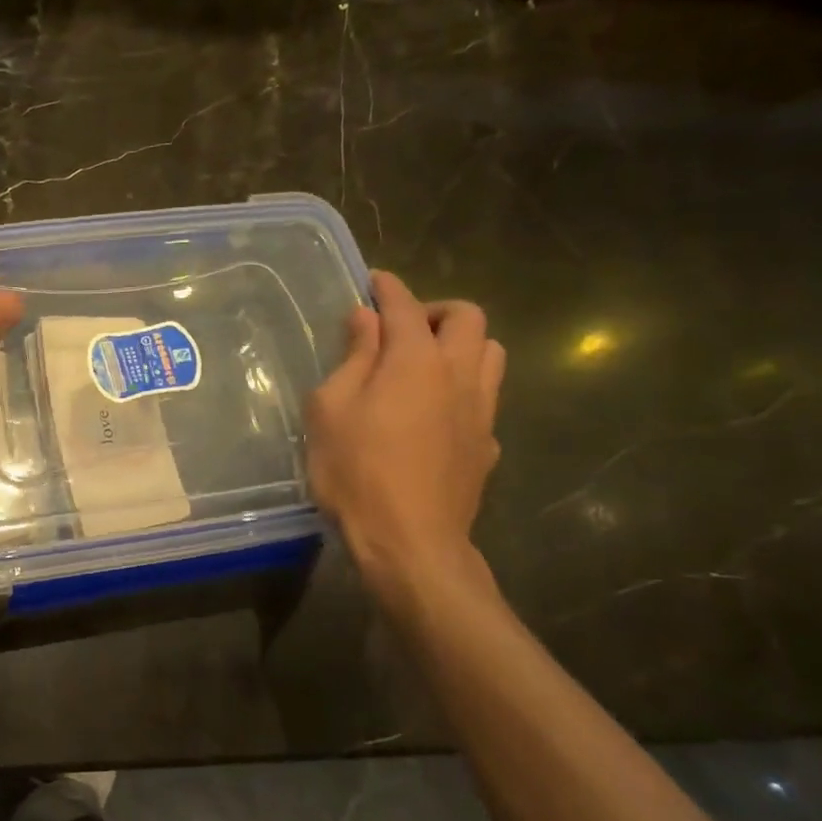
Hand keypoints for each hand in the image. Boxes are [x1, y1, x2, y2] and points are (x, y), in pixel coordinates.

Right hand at [306, 270, 505, 598]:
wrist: (410, 541)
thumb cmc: (355, 472)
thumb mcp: (331, 410)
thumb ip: (353, 358)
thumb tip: (365, 319)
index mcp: (415, 360)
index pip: (405, 306)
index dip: (388, 287)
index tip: (373, 280)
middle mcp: (458, 374)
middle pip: (467, 317)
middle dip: (435, 309)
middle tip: (402, 327)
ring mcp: (481, 410)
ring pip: (490, 352)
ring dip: (461, 343)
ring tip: (426, 363)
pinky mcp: (488, 444)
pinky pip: (485, 396)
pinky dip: (464, 386)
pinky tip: (436, 412)